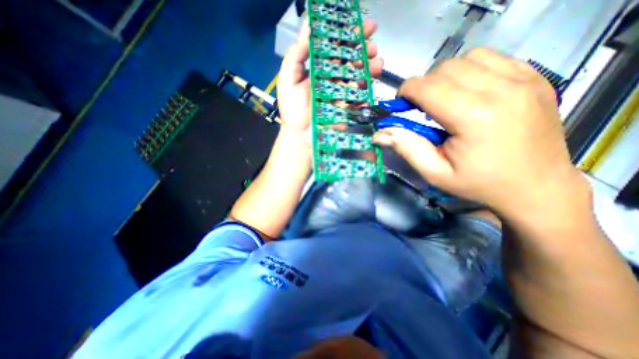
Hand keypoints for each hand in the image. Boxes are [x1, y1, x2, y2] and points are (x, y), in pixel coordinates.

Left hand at [277, 18, 383, 144]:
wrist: (301, 136)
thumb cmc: (293, 110)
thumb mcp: (288, 80)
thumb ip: (296, 56)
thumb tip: (308, 27)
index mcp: (319, 69)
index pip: (335, 47)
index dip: (347, 35)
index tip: (360, 24)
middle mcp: (332, 79)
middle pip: (351, 59)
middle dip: (363, 48)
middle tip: (372, 43)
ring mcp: (342, 93)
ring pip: (359, 74)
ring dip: (370, 65)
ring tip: (376, 61)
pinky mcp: (348, 107)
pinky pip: (361, 95)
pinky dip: (368, 87)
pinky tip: (372, 81)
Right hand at [373, 46, 585, 214]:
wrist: (537, 187)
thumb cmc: (479, 184)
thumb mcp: (435, 173)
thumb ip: (406, 148)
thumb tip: (379, 134)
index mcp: (474, 117)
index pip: (427, 87)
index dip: (406, 92)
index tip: (401, 104)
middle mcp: (502, 90)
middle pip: (445, 69)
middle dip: (425, 86)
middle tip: (422, 108)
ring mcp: (524, 80)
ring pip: (468, 58)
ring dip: (447, 77)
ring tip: (446, 100)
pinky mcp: (535, 78)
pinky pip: (493, 58)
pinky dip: (471, 70)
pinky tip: (470, 92)